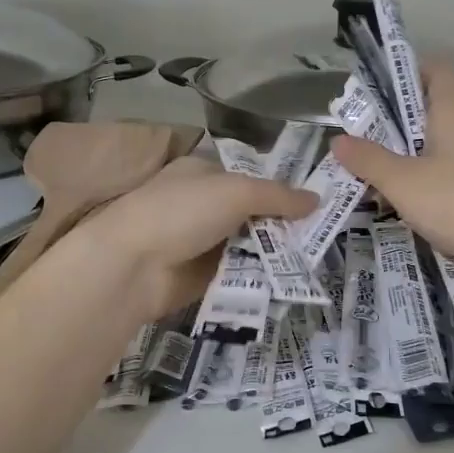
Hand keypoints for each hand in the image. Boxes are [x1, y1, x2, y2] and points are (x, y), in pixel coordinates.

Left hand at [74, 155, 316, 319]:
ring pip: (248, 244)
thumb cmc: (181, 212)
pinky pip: (239, 272)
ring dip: (274, 252)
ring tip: (313, 259)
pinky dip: (259, 275)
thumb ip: (278, 196)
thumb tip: (317, 199)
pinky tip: (289, 280)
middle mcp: (201, 204)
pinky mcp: (202, 275)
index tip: (313, 204)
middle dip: (281, 224)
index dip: (279, 189)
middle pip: (252, 213)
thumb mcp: (236, 192)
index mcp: (202, 173)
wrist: (133, 266)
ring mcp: (201, 241)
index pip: (249, 177)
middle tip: (321, 235)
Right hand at [330, 62, 453, 281]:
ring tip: (378, 176)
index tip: (380, 88)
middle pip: (436, 111)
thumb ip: (368, 160)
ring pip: (444, 148)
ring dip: (413, 157)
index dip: (411, 69)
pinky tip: (411, 206)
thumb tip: (337, 139)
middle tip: (364, 139)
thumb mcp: (403, 182)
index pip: (439, 70)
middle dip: (399, 123)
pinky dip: (431, 183)